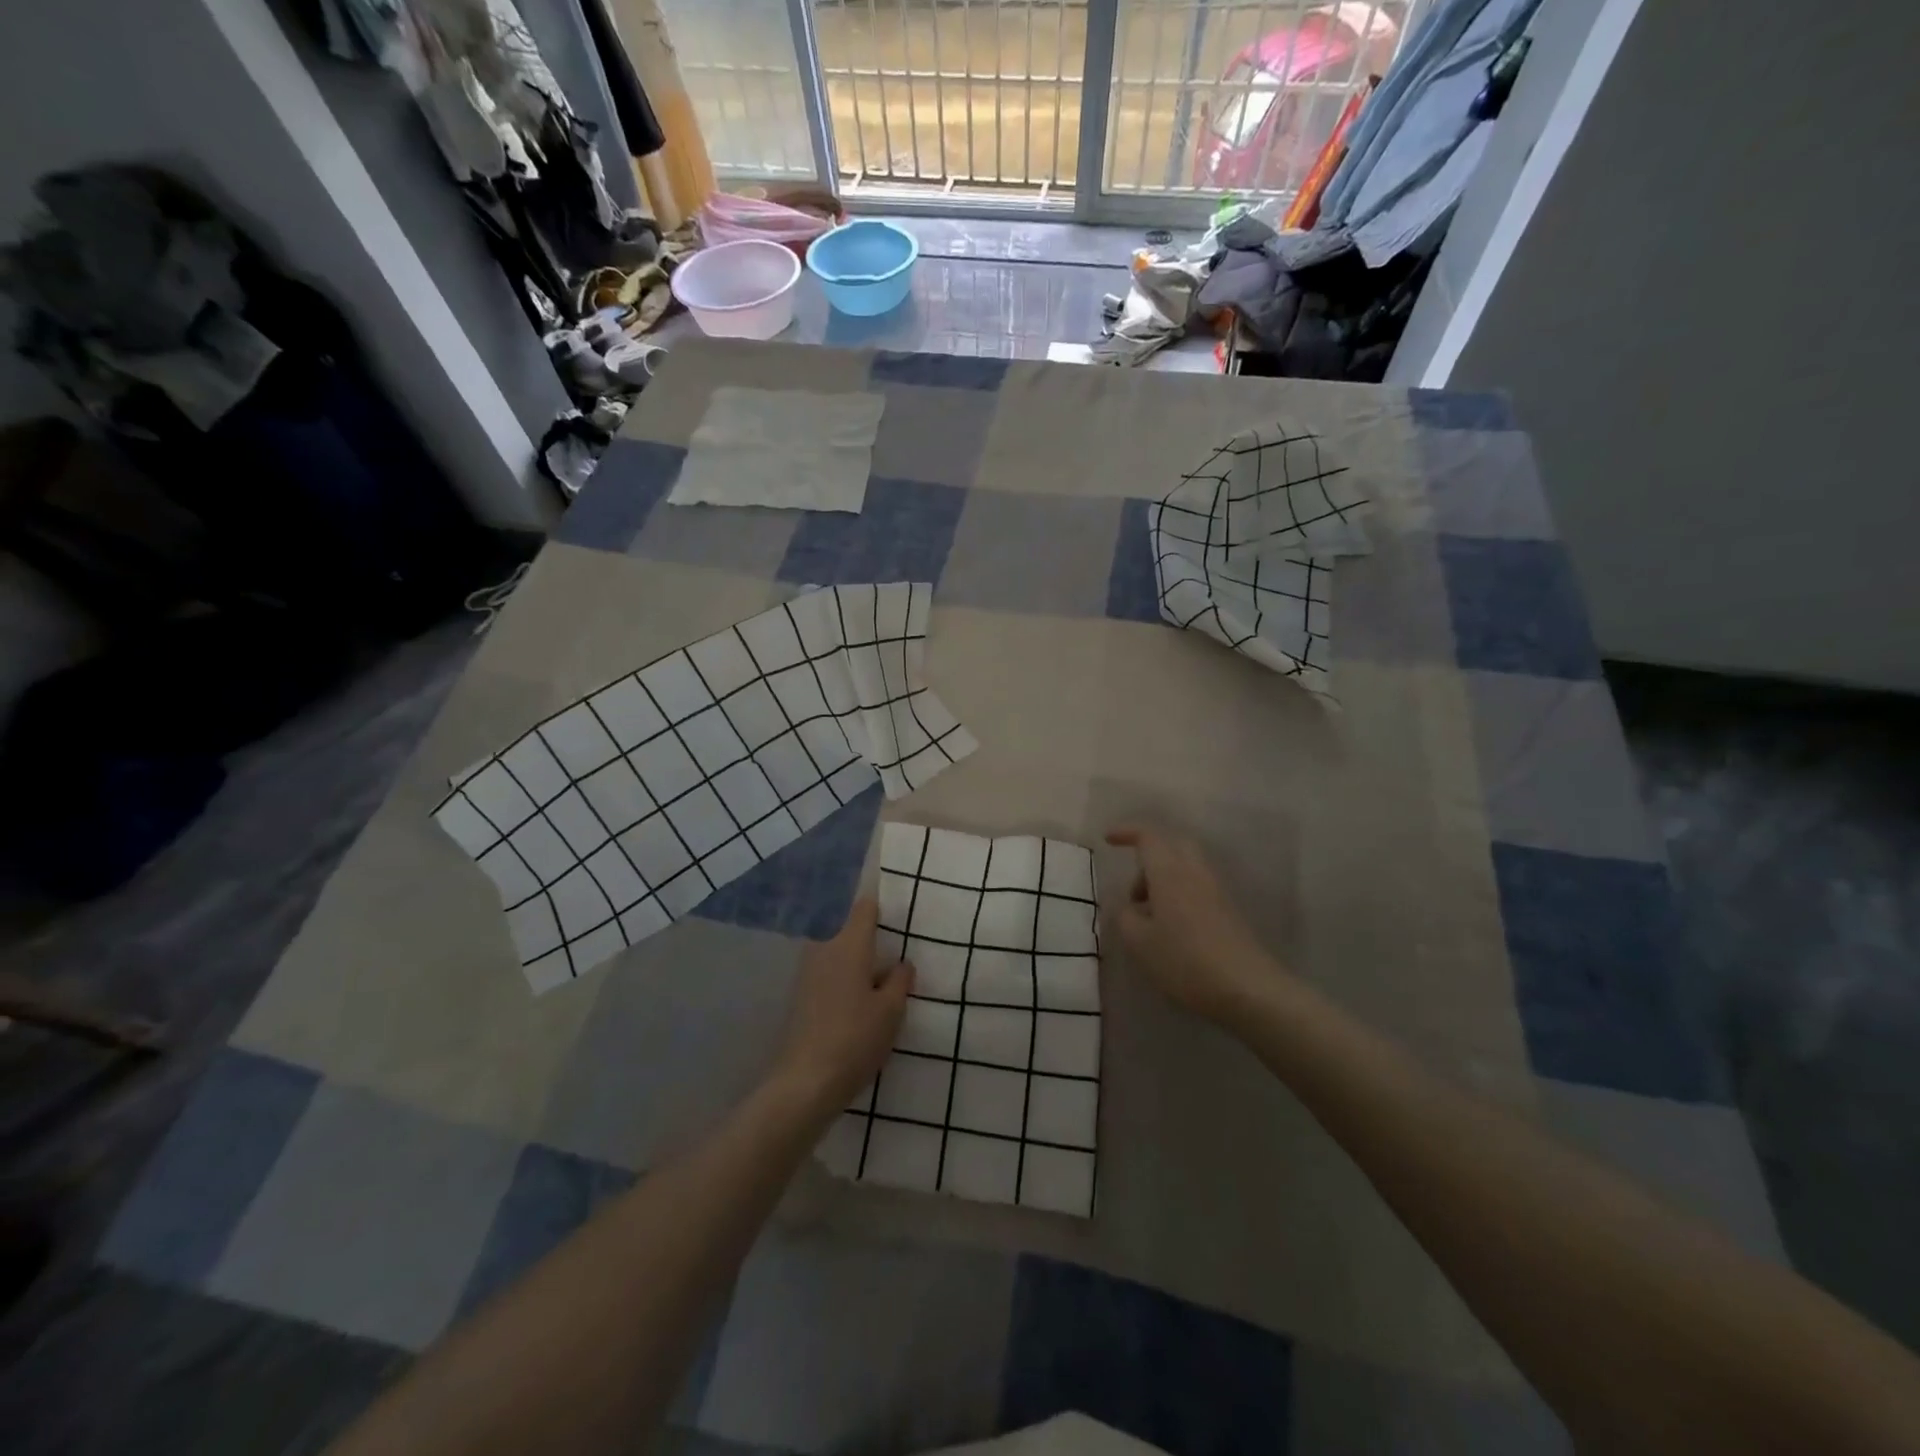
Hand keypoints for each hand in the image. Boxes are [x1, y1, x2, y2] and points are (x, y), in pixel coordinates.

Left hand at [768, 897, 910, 1117]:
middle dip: (868, 932)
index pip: (865, 907)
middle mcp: (824, 948)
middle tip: (893, 945)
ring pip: (836, 949)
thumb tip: (902, 963)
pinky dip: (843, 974)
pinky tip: (858, 995)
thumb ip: (899, 981)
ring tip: (880, 973)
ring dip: (855, 955)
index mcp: (849, 944)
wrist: (805, 1082)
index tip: (897, 907)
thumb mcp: (891, 1011)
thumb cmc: (855, 1038)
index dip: (881, 903)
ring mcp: (808, 971)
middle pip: (848, 927)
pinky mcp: (801, 995)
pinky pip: (827, 970)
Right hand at [1106, 825, 1286, 1021]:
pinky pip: (1197, 888)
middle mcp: (1194, 872)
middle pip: (1172, 845)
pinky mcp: (1228, 911)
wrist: (1246, 988)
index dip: (1126, 833)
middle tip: (1133, 891)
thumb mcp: (1139, 942)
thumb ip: (1126, 916)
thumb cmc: (1184, 960)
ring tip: (1148, 918)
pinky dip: (1178, 896)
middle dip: (1148, 858)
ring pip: (1185, 867)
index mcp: (1169, 872)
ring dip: (1163, 881)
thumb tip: (1130, 907)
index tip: (1108, 840)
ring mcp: (1215, 891)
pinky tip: (1170, 930)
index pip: (1148, 837)